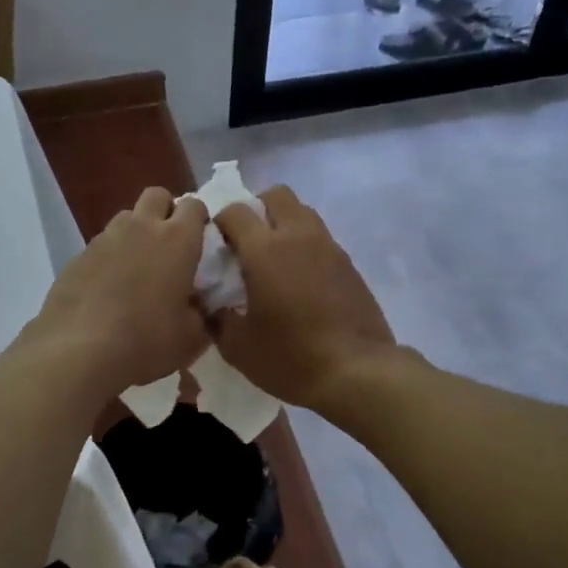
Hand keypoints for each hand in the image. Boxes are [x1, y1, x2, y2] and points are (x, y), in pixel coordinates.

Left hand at [25, 187, 209, 392]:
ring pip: (126, 217)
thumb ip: (204, 315)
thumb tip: (204, 306)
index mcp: (178, 240)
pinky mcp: (78, 255)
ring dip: (136, 232)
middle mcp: (141, 228)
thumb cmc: (146, 340)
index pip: (194, 206)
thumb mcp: (191, 338)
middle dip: (166, 211)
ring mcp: (105, 238)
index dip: (199, 220)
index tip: (201, 244)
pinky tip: (108, 288)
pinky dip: (110, 257)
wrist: (78, 350)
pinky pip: (101, 245)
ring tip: (137, 268)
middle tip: (170, 246)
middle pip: (156, 196)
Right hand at [211, 186, 397, 413]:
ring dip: (284, 225)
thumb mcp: (238, 347)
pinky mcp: (349, 264)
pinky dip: (305, 247)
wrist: (357, 372)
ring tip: (274, 260)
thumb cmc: (290, 357)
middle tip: (246, 241)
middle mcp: (298, 236)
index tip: (216, 246)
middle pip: (276, 195)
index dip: (220, 222)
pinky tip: (300, 282)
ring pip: (303, 213)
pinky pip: (321, 239)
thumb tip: (210, 304)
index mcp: (264, 250)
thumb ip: (216, 318)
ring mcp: (329, 247)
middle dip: (257, 208)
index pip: (235, 211)